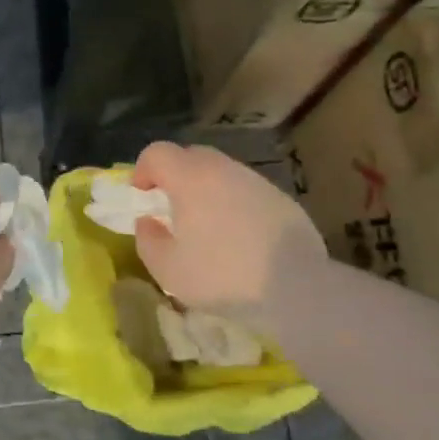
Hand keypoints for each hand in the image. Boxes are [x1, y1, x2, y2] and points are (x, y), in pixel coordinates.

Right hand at [132, 142, 328, 330]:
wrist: (296, 287)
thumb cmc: (222, 276)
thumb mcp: (168, 269)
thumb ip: (148, 240)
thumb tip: (147, 222)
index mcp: (190, 178)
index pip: (157, 152)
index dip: (142, 170)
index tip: (142, 197)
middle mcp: (223, 169)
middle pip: (190, 156)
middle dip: (174, 176)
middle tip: (171, 209)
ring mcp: (256, 181)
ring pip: (221, 173)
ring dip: (206, 190)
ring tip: (207, 226)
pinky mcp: (281, 198)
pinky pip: (246, 191)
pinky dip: (234, 204)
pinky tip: (240, 238)